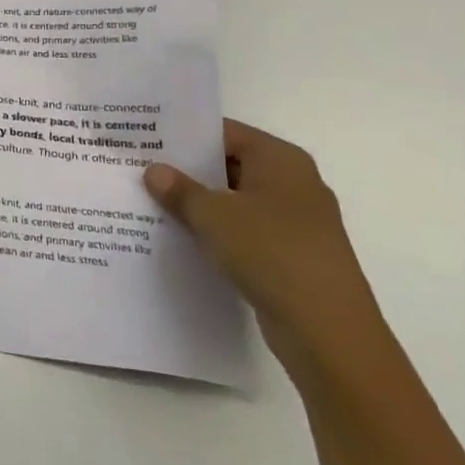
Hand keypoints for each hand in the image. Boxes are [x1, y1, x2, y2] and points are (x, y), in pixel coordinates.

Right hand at [144, 120, 387, 377]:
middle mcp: (293, 183)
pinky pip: (243, 230)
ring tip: (149, 202)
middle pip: (229, 164)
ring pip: (234, 200)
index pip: (224, 133)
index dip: (184, 135)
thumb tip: (154, 171)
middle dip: (186, 169)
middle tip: (138, 168)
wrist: (327, 330)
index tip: (144, 138)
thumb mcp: (213, 216)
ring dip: (198, 203)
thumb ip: (180, 190)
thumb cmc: (271, 253)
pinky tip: (179, 236)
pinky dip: (215, 231)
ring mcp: (294, 221)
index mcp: (281, 160)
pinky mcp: (290, 254)